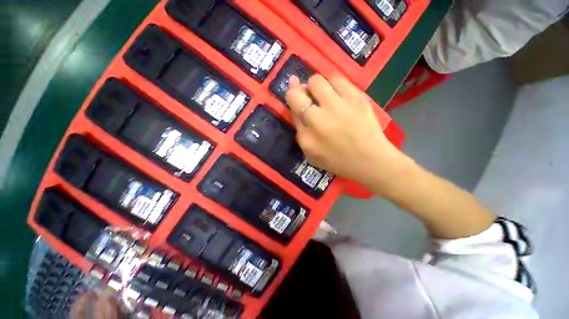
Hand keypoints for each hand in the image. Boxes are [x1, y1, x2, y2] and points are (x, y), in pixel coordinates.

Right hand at [285, 74, 404, 194]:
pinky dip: (334, 85)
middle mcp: (319, 119)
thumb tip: (295, 106)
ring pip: (318, 80)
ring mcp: (339, 106)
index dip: (291, 95)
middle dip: (300, 89)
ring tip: (324, 96)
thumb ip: (300, 131)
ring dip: (317, 87)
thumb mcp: (311, 154)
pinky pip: (338, 80)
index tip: (294, 92)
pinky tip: (338, 96)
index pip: (292, 106)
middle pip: (301, 90)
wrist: (370, 160)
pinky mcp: (357, 98)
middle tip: (308, 96)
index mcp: (307, 137)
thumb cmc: (337, 161)